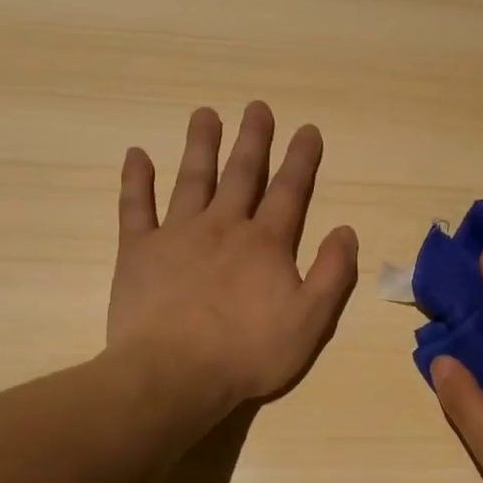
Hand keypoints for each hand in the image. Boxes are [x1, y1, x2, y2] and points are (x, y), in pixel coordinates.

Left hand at [105, 102, 358, 406]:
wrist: (175, 375)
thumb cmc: (249, 352)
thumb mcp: (311, 320)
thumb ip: (333, 273)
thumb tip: (346, 231)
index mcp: (267, 243)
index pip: (290, 191)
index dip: (301, 159)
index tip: (307, 129)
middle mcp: (224, 226)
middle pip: (241, 174)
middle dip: (253, 139)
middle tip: (257, 107)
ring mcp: (177, 235)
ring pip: (192, 179)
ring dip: (200, 145)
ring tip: (205, 114)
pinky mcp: (139, 252)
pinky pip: (135, 207)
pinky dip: (136, 180)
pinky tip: (137, 155)